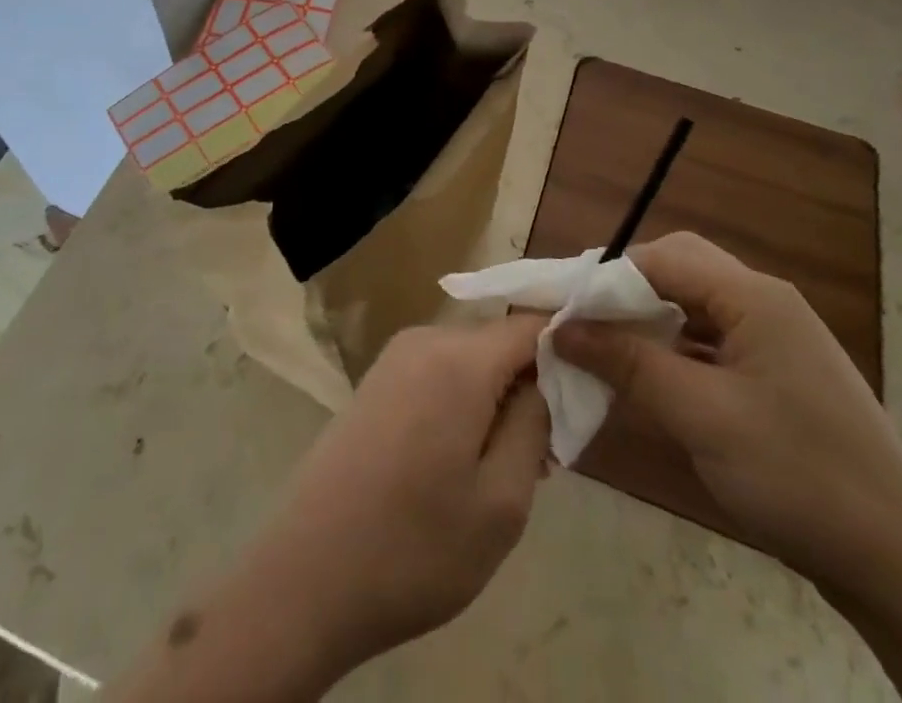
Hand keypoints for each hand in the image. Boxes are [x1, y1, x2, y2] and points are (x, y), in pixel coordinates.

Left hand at [216, 315, 550, 685]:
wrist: (306, 577)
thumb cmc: (415, 546)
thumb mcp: (502, 502)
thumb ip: (534, 425)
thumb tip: (544, 380)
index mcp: (459, 359)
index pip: (531, 324)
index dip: (568, 343)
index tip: (594, 382)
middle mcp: (425, 340)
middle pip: (499, 342)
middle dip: (531, 383)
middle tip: (549, 452)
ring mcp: (394, 359)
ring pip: (470, 360)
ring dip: (497, 398)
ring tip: (508, 468)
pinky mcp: (376, 382)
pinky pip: (439, 374)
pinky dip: (465, 402)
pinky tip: (463, 461)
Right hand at [553, 232, 901, 595]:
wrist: (900, 565)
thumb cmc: (796, 475)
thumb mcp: (700, 416)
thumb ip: (628, 363)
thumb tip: (561, 328)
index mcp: (754, 297)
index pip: (664, 258)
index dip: (608, 277)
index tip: (563, 307)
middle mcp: (766, 303)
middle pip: (681, 270)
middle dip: (627, 292)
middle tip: (584, 324)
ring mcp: (778, 338)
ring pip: (696, 306)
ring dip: (650, 320)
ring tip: (607, 349)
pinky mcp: (780, 374)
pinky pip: (715, 341)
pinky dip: (677, 350)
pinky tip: (653, 378)